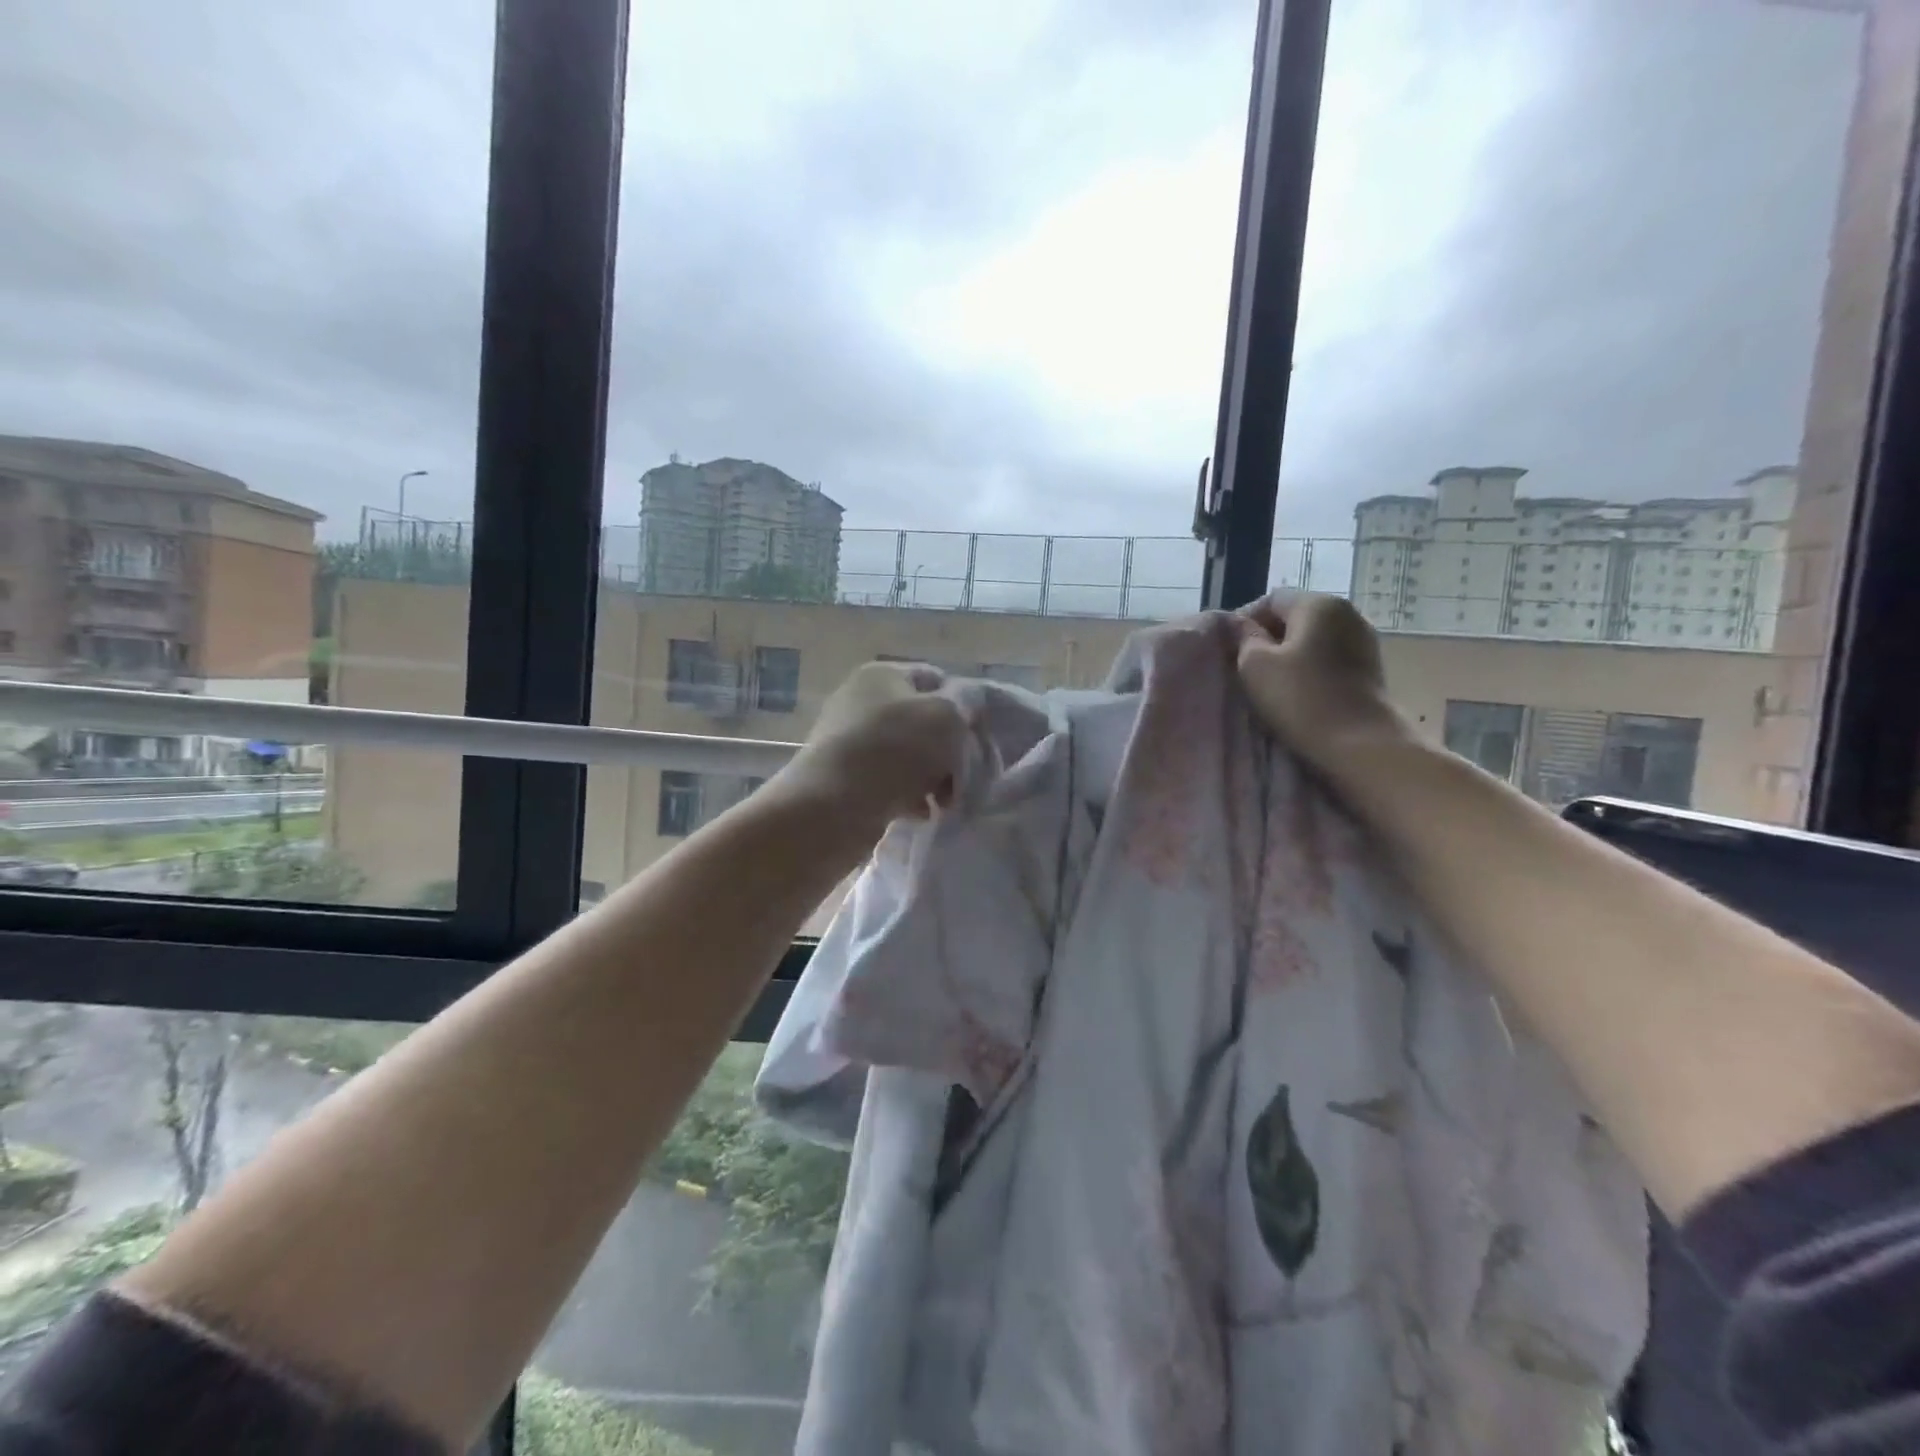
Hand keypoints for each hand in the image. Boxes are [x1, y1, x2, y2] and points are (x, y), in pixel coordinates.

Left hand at [775, 661, 970, 839]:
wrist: (831, 808)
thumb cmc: (894, 750)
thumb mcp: (946, 716)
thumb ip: (966, 703)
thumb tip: (968, 704)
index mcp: (883, 675)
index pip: (937, 679)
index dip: (964, 705)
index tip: (979, 737)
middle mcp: (862, 701)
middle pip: (925, 721)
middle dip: (950, 749)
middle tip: (964, 774)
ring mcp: (851, 741)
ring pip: (911, 756)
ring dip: (934, 777)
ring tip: (944, 800)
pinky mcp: (846, 778)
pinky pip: (891, 782)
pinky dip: (910, 796)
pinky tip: (920, 812)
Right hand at [1236, 592, 1410, 770]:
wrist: (1359, 743)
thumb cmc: (1300, 698)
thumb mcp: (1254, 665)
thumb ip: (1244, 638)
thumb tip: (1243, 626)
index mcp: (1317, 604)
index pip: (1271, 600)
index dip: (1246, 621)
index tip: (1230, 649)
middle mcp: (1346, 612)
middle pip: (1295, 616)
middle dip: (1270, 637)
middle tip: (1247, 667)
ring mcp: (1364, 640)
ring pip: (1314, 638)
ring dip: (1291, 654)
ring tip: (1273, 682)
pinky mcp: (1371, 667)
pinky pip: (1330, 657)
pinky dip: (1312, 667)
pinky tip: (1300, 691)